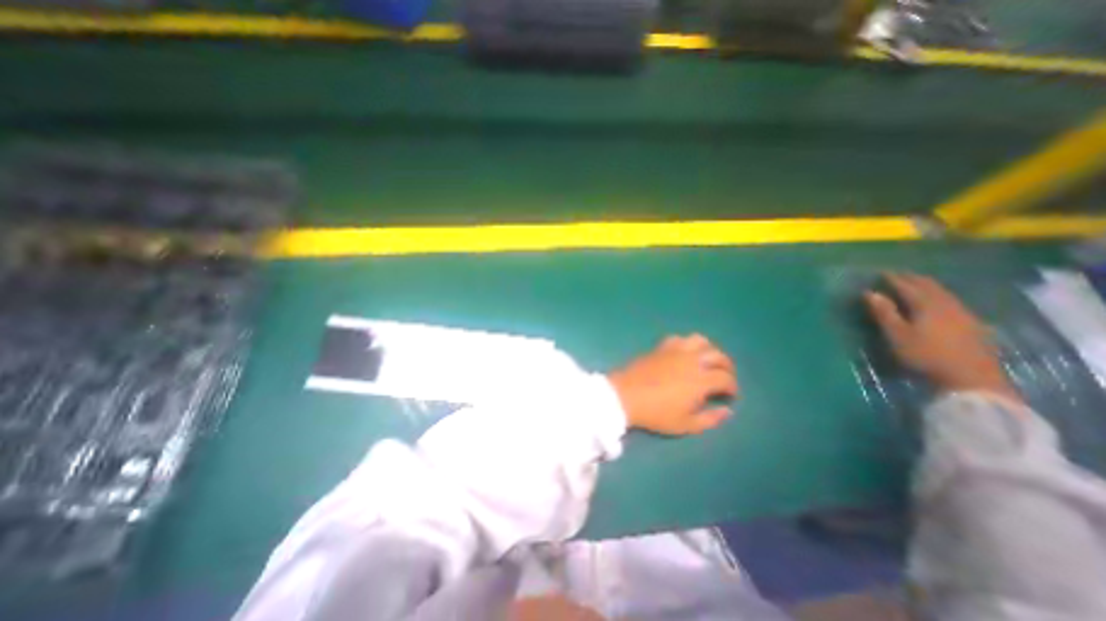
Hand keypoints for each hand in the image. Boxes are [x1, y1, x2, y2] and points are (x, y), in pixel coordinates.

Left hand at [604, 335, 731, 436]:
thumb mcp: (685, 425)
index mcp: (700, 380)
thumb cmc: (656, 413)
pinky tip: (684, 353)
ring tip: (707, 361)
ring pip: (700, 340)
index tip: (729, 396)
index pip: (726, 378)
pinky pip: (679, 339)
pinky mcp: (661, 347)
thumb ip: (710, 419)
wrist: (625, 396)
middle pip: (718, 355)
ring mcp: (675, 351)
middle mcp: (692, 360)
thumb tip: (727, 411)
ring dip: (709, 349)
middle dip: (726, 366)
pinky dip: (687, 344)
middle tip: (724, 377)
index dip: (732, 387)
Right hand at [864, 273, 1017, 401]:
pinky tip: (940, 303)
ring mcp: (964, 315)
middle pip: (929, 286)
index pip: (907, 286)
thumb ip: (884, 313)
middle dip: (913, 279)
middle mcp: (947, 304)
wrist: (971, 379)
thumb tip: (870, 293)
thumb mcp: (897, 335)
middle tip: (899, 275)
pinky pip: (954, 303)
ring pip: (944, 293)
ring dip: (928, 287)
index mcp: (926, 305)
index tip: (880, 273)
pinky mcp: (974, 326)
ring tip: (917, 285)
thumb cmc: (925, 355)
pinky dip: (941, 297)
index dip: (893, 279)